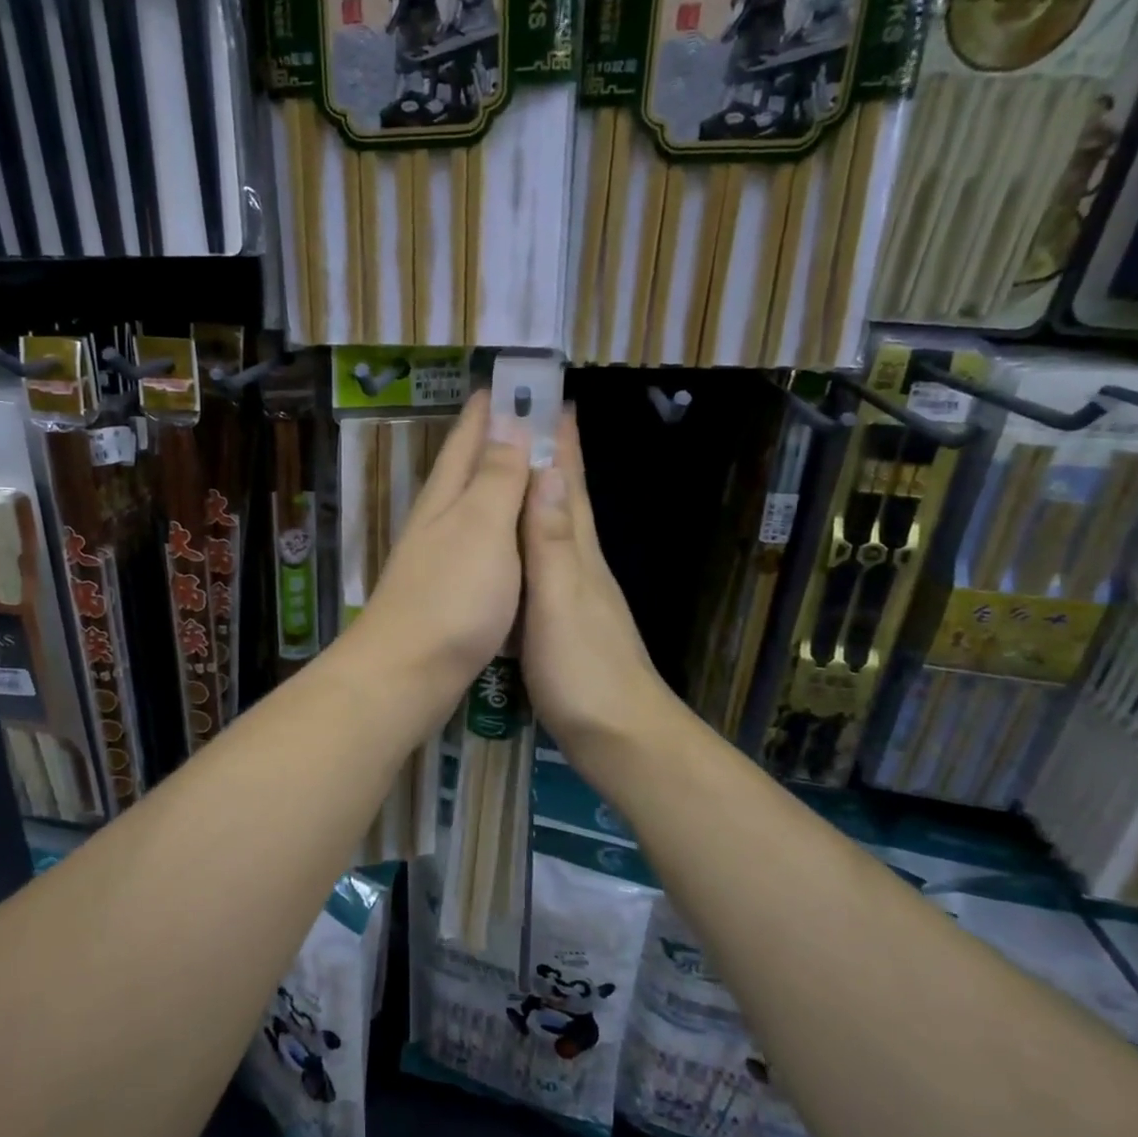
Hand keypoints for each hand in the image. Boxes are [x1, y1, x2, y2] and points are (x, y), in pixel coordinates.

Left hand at [342, 390, 529, 711]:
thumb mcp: (482, 527)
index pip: (469, 439)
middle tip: (526, 415)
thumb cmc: (451, 596)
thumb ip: (497, 477)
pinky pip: (478, 543)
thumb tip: (508, 420)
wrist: (408, 672)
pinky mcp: (447, 592)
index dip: (489, 409)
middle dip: (493, 439)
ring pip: (470, 506)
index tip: (509, 381)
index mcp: (447, 497)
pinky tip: (508, 536)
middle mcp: (438, 520)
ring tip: (524, 466)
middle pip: (466, 469)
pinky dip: (498, 527)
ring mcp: (439, 557)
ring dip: (495, 481)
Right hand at [520, 410, 678, 780]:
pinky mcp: (563, 622)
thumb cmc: (584, 668)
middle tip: (534, 419)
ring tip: (519, 468)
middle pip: (568, 500)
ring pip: (556, 529)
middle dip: (554, 458)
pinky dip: (532, 538)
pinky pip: (544, 562)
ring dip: (542, 494)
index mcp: (578, 553)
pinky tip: (519, 545)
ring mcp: (575, 594)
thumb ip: (551, 541)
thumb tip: (549, 472)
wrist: (618, 736)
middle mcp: (580, 565)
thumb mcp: (561, 600)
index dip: (562, 444)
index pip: (571, 485)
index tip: (551, 400)